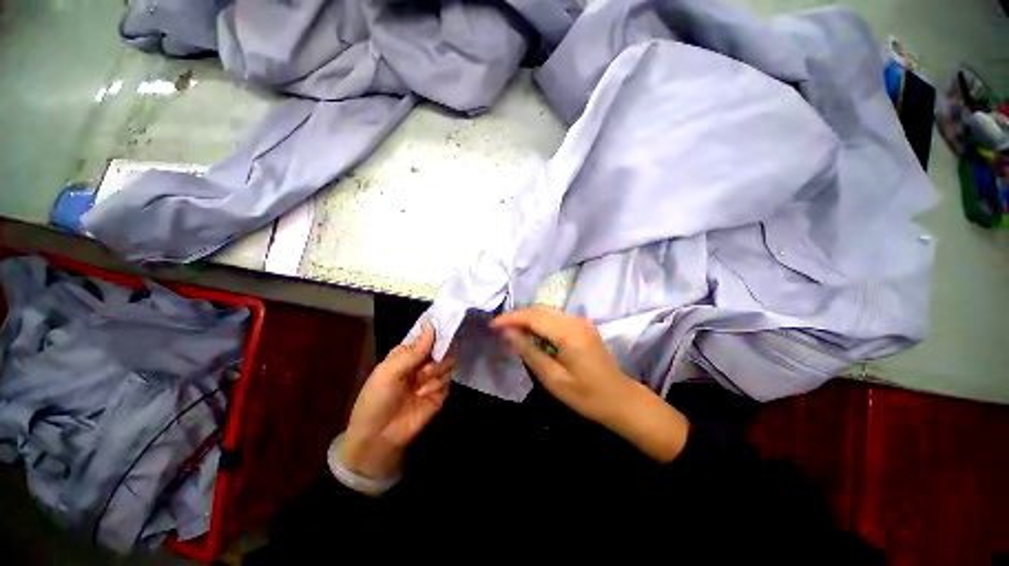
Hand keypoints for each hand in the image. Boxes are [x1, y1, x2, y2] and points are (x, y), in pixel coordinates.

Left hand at [341, 322, 453, 478]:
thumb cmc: (376, 399)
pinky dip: (436, 386)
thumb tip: (430, 325)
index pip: (426, 335)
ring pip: (448, 362)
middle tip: (426, 367)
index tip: (443, 326)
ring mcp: (432, 377)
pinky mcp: (440, 393)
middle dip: (438, 354)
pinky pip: (448, 380)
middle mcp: (422, 362)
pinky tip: (423, 395)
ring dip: (436, 371)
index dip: (434, 330)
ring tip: (421, 384)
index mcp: (407, 353)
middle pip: (442, 347)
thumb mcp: (389, 371)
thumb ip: (413, 351)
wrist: (379, 437)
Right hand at [491, 307, 688, 462]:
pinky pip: (555, 318)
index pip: (533, 317)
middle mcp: (575, 320)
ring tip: (510, 332)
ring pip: (546, 312)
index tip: (492, 326)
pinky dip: (539, 323)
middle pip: (539, 310)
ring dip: (527, 319)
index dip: (510, 319)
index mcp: (569, 332)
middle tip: (498, 329)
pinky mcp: (582, 326)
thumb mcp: (553, 378)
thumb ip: (529, 351)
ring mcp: (580, 321)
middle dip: (517, 317)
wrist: (620, 400)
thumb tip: (507, 333)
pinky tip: (531, 334)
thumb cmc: (586, 395)